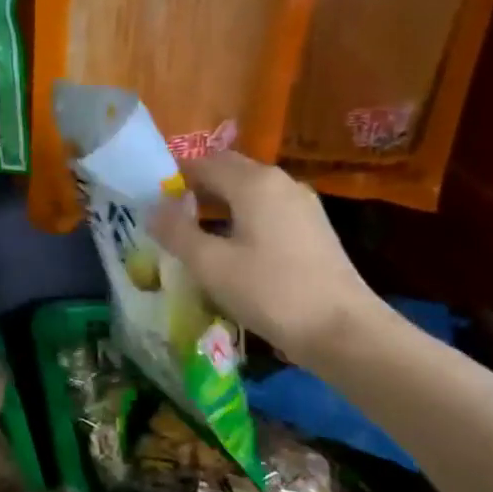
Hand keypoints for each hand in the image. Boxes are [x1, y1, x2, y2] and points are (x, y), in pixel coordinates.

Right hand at [149, 151, 385, 369]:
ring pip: (249, 192)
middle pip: (230, 172)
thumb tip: (152, 209)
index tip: (150, 199)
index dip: (174, 175)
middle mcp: (281, 182)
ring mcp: (302, 205)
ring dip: (219, 205)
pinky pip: (266, 211)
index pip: (204, 162)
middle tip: (168, 216)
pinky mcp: (313, 230)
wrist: (341, 329)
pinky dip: (242, 219)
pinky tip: (230, 249)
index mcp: (254, 183)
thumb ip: (176, 232)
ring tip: (193, 234)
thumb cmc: (270, 292)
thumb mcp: (210, 265)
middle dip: (197, 188)